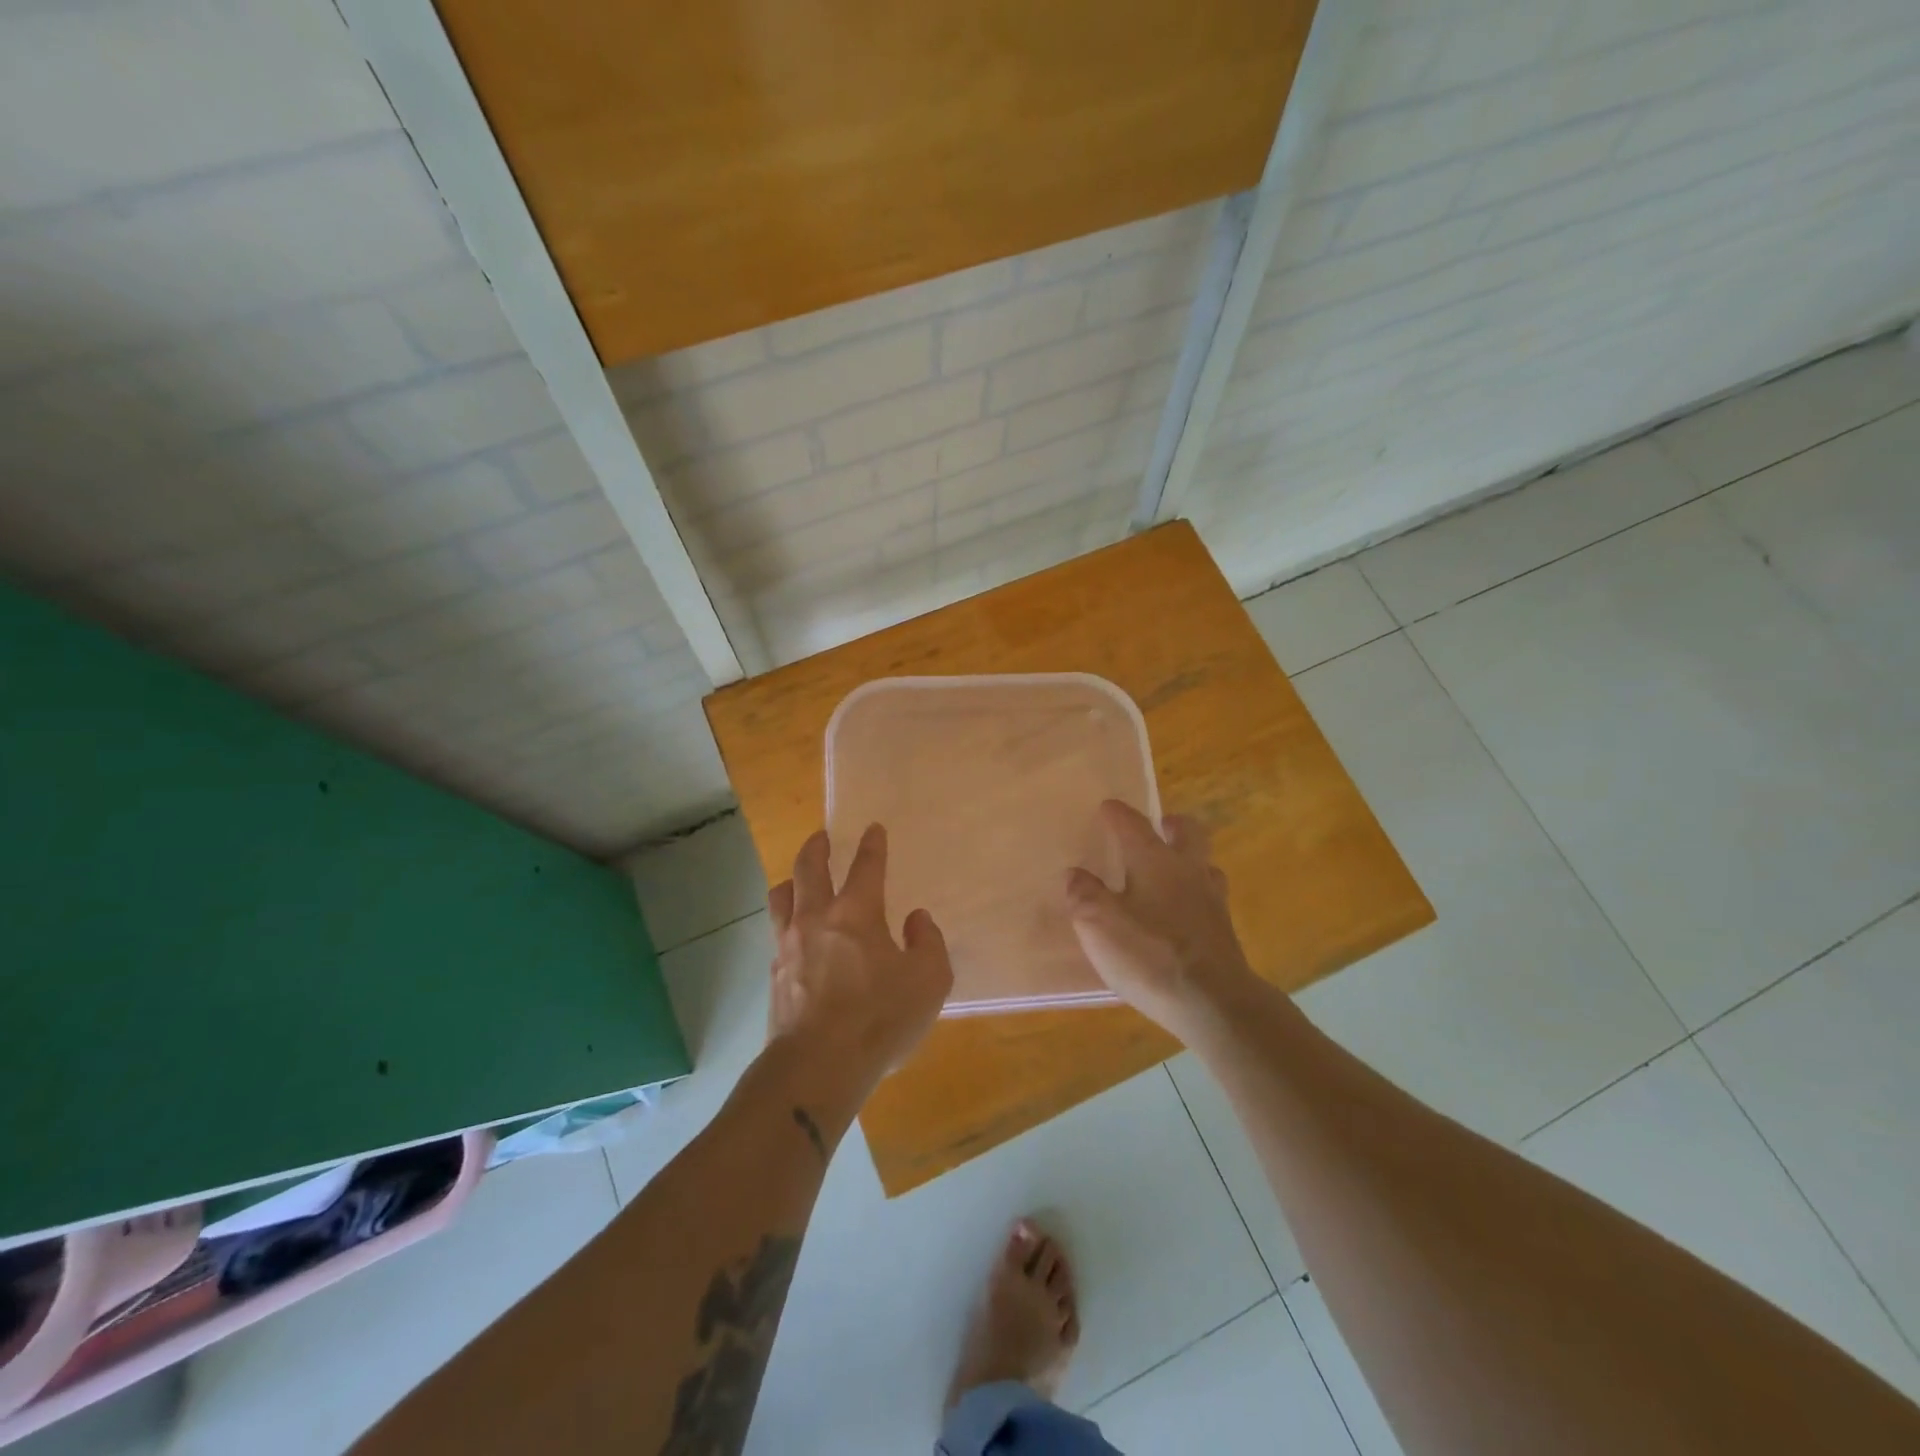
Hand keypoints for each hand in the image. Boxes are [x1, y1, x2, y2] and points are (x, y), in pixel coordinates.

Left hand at [767, 824, 952, 1094]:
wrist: (817, 1065)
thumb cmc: (879, 1018)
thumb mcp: (929, 980)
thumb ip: (928, 942)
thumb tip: (915, 919)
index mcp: (857, 913)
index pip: (866, 867)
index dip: (872, 845)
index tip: (873, 828)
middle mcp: (817, 918)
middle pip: (808, 869)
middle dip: (817, 848)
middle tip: (821, 837)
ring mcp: (789, 945)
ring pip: (781, 897)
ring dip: (791, 881)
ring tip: (796, 880)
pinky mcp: (774, 975)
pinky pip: (776, 934)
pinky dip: (786, 924)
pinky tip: (793, 936)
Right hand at [1065, 801, 1261, 1042]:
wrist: (1213, 1002)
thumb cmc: (1149, 954)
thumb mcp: (1098, 924)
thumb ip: (1083, 894)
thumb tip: (1075, 874)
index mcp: (1153, 860)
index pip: (1133, 823)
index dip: (1117, 813)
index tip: (1107, 807)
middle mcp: (1187, 870)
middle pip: (1188, 832)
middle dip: (1171, 824)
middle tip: (1158, 826)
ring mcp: (1212, 900)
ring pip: (1204, 864)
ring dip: (1188, 860)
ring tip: (1170, 871)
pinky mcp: (1224, 931)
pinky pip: (1210, 898)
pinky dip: (1195, 895)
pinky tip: (1183, 913)